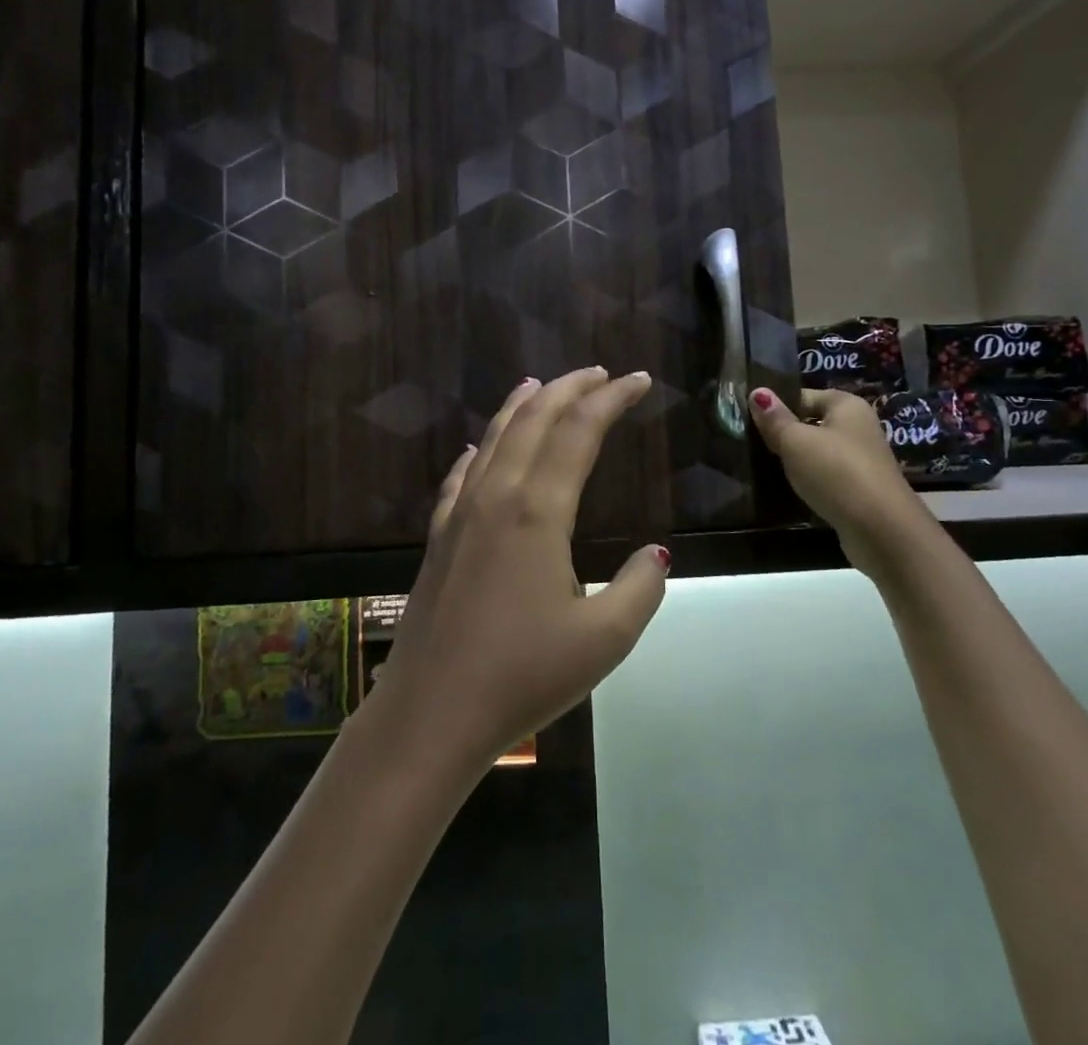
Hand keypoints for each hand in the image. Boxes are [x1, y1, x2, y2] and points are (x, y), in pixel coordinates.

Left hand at [370, 368, 669, 772]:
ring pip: (494, 438)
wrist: (431, 712)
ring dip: (522, 407)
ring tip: (542, 385)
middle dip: (569, 388)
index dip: (611, 399)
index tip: (639, 380)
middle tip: (600, 374)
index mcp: (538, 510)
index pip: (579, 432)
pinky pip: (461, 476)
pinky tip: (478, 449)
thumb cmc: (522, 676)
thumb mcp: (604, 640)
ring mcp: (461, 513)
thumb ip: (640, 589)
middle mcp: (497, 495)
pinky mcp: (438, 537)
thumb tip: (656, 553)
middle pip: (533, 420)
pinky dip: (479, 450)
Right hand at [747, 386, 929, 567]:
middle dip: (784, 434)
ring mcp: (861, 460)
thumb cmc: (836, 472)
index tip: (748, 420)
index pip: (803, 395)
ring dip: (795, 460)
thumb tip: (757, 392)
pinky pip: (826, 476)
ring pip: (817, 452)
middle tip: (750, 444)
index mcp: (846, 405)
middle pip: (811, 423)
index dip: (776, 406)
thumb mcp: (796, 441)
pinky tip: (788, 489)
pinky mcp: (859, 489)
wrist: (881, 530)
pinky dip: (809, 481)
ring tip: (763, 467)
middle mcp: (858, 427)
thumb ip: (774, 418)